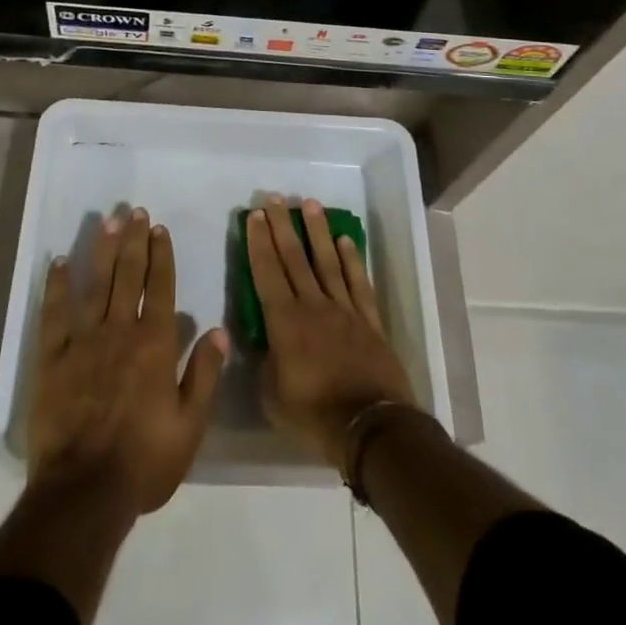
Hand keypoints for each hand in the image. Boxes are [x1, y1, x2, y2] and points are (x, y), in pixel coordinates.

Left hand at [28, 207, 226, 515]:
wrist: (84, 493)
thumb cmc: (144, 462)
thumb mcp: (190, 426)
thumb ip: (205, 375)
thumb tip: (218, 331)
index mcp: (155, 345)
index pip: (161, 288)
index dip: (161, 256)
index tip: (159, 229)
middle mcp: (121, 331)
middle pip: (129, 275)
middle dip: (134, 241)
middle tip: (135, 211)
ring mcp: (83, 341)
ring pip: (95, 284)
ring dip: (102, 250)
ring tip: (107, 221)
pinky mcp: (52, 358)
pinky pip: (54, 314)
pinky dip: (56, 286)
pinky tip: (58, 262)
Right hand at [247, 196, 416, 466]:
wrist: (370, 426)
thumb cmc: (314, 415)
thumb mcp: (272, 396)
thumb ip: (265, 364)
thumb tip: (265, 344)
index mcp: (284, 322)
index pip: (267, 272)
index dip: (259, 242)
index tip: (254, 216)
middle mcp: (312, 305)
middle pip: (294, 257)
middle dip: (282, 225)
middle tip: (275, 198)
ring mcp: (343, 309)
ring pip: (327, 261)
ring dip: (317, 231)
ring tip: (309, 203)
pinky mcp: (369, 319)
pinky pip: (358, 282)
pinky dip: (352, 259)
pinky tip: (345, 240)